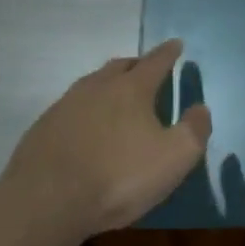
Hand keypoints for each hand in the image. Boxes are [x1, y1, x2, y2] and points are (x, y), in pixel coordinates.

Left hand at [3, 40, 211, 237]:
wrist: (47, 201)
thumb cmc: (119, 176)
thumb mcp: (175, 158)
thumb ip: (194, 130)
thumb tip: (200, 108)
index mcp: (131, 89)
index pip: (156, 62)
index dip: (169, 53)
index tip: (176, 44)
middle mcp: (96, 87)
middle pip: (121, 66)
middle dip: (138, 65)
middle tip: (148, 70)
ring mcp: (65, 105)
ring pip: (93, 84)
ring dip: (110, 84)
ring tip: (119, 96)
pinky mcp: (44, 127)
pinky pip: (73, 106)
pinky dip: (88, 108)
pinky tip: (89, 126)